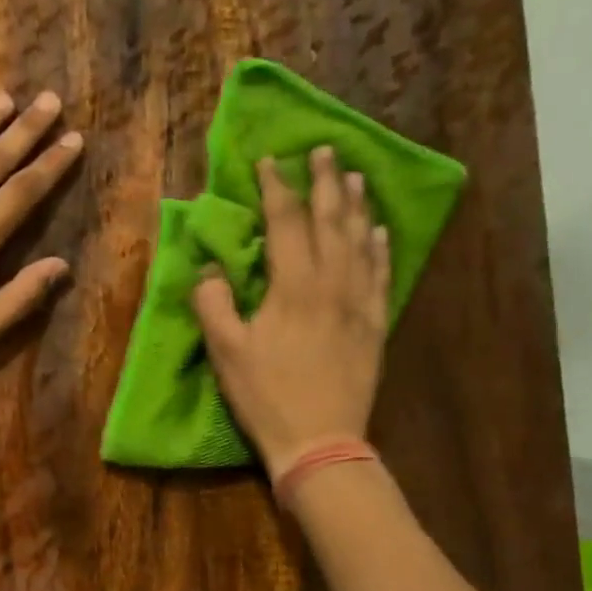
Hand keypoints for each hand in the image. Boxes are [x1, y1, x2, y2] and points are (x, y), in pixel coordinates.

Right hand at [192, 148, 390, 475]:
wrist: (320, 441)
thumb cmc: (266, 396)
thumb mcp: (225, 352)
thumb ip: (213, 303)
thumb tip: (210, 267)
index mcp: (293, 286)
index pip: (286, 221)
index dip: (277, 188)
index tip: (271, 161)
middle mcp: (332, 283)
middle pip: (331, 220)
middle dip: (326, 181)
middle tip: (325, 150)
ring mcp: (359, 303)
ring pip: (361, 241)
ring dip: (357, 205)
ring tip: (355, 176)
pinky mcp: (374, 325)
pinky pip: (381, 274)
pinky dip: (380, 247)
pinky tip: (380, 231)